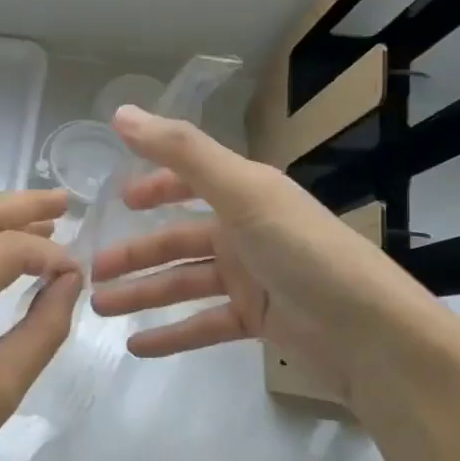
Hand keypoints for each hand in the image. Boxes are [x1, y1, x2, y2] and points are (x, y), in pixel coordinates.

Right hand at [88, 106, 459, 422]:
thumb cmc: (302, 251)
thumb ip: (182, 152)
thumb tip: (121, 113)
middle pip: (178, 239)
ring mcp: (252, 278)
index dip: (155, 184)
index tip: (117, 198)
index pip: (192, 180)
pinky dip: (171, 334)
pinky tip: (136, 347)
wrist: (369, 334)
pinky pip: (203, 324)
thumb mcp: (242, 192)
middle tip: (91, 268)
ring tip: (99, 308)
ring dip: (142, 294)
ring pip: (183, 283)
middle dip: (135, 252)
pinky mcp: (257, 321)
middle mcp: (246, 231)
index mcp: (246, 194)